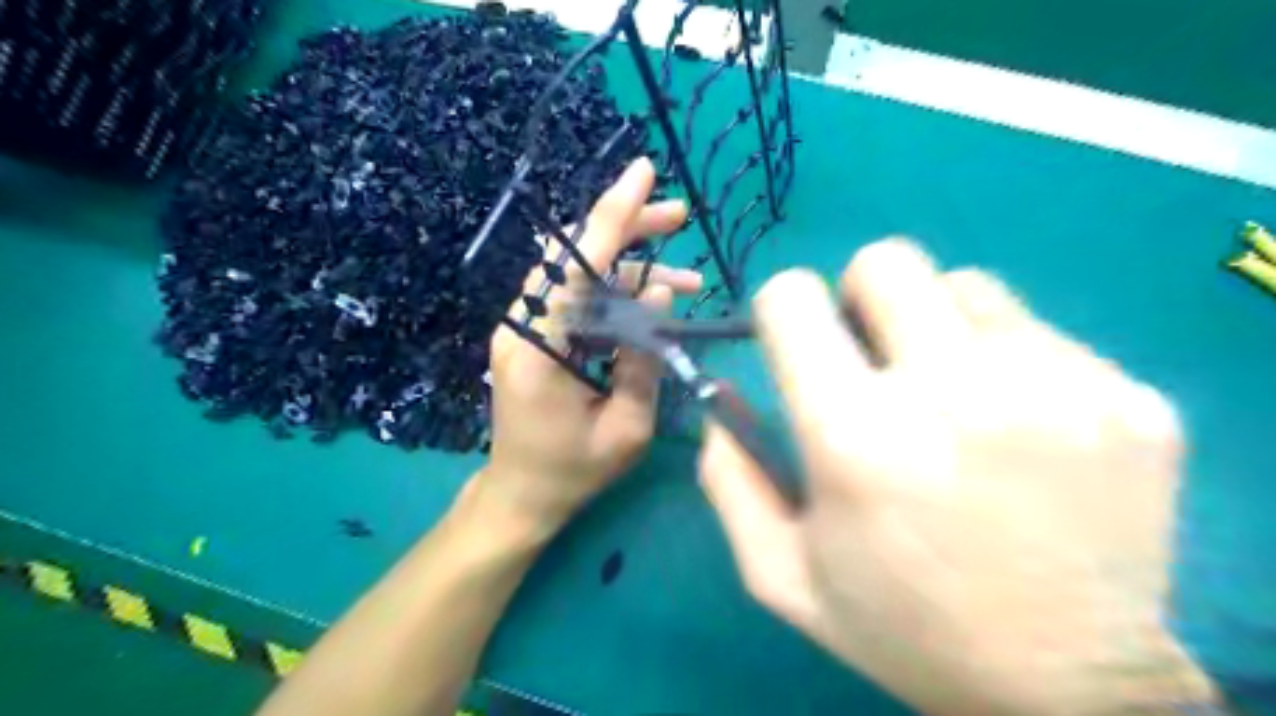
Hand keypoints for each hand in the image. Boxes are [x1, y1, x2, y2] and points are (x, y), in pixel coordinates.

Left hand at [475, 157, 701, 537]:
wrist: (521, 495)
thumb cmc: (573, 471)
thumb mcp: (626, 428)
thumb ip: (644, 359)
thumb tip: (661, 293)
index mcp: (538, 347)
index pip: (578, 264)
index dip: (613, 215)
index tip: (644, 173)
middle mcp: (523, 325)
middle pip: (576, 255)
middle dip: (629, 229)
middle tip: (678, 216)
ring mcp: (524, 328)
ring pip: (579, 273)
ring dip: (630, 267)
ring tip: (685, 277)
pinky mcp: (533, 336)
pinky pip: (577, 297)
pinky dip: (615, 292)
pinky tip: (651, 300)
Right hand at [708, 240, 1213, 715]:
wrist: (1070, 691)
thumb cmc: (904, 629)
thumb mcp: (782, 576)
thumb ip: (729, 479)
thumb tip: (718, 397)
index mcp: (854, 437)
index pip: (792, 299)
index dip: (782, 309)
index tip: (798, 341)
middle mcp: (953, 393)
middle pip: (885, 262)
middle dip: (859, 297)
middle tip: (873, 355)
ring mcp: (1055, 388)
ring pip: (964, 285)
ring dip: (937, 326)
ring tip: (949, 393)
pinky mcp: (1128, 398)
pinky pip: (1038, 332)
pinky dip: (1008, 361)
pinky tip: (1018, 427)